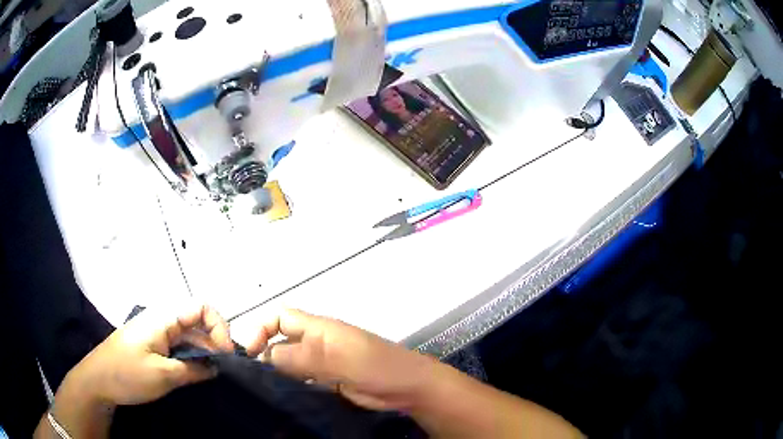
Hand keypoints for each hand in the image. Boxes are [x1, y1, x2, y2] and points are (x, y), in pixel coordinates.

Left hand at [64, 304, 232, 406]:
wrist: (97, 381)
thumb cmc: (127, 374)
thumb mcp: (164, 375)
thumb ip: (194, 369)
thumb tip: (217, 367)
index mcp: (163, 318)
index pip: (201, 308)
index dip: (219, 327)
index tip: (227, 355)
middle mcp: (161, 320)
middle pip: (197, 323)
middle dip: (215, 344)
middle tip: (223, 371)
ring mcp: (156, 333)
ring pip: (189, 337)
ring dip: (204, 353)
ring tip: (212, 376)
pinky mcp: (152, 346)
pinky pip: (178, 347)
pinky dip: (191, 359)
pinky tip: (195, 374)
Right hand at [247, 309, 437, 411]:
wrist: (408, 388)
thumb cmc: (376, 367)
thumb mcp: (338, 359)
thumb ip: (302, 356)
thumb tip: (266, 356)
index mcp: (319, 329)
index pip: (280, 317)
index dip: (261, 329)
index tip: (250, 352)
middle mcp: (317, 343)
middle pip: (282, 341)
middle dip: (265, 353)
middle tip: (254, 377)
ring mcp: (323, 364)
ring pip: (290, 363)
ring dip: (277, 372)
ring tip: (264, 389)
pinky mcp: (328, 382)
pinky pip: (302, 380)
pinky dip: (291, 385)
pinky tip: (284, 397)